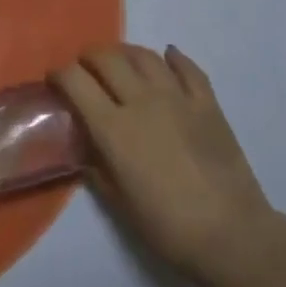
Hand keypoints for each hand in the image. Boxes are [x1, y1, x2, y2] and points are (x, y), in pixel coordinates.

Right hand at [53, 44, 276, 283]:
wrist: (231, 234)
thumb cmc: (166, 226)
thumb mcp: (117, 201)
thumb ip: (96, 166)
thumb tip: (86, 147)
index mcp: (113, 127)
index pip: (76, 81)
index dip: (59, 75)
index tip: (54, 81)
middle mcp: (142, 101)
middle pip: (108, 59)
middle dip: (89, 58)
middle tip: (84, 69)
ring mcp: (178, 98)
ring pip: (145, 56)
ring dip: (125, 53)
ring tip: (119, 62)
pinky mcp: (208, 104)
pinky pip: (188, 69)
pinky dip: (174, 58)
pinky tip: (168, 56)